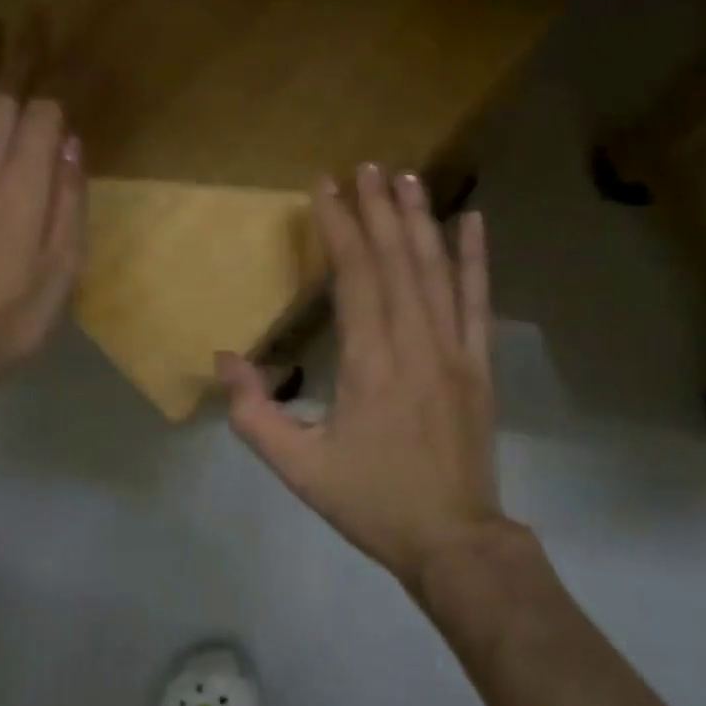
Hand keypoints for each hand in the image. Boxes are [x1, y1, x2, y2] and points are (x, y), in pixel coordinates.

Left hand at [0, 19, 85, 427]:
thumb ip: (67, 202)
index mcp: (22, 188)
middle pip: (1, 97)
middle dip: (17, 54)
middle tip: (30, 15)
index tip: (72, 45)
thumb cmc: (12, 317)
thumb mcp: (61, 270)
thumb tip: (71, 143)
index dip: (59, 78)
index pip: (42, 114)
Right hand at [218, 163, 507, 590]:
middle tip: (366, 165)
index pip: (354, 274)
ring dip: (420, 219)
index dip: (339, 225)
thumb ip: (255, 414)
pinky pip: (479, 300)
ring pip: (436, 269)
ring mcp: (454, 348)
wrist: (453, 540)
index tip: (326, 186)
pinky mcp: (479, 362)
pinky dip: (476, 258)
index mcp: (369, 361)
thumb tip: (226, 359)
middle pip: (396, 258)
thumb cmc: (372, 500)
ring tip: (407, 177)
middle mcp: (414, 340)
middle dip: (378, 207)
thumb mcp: (299, 467)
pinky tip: (474, 221)